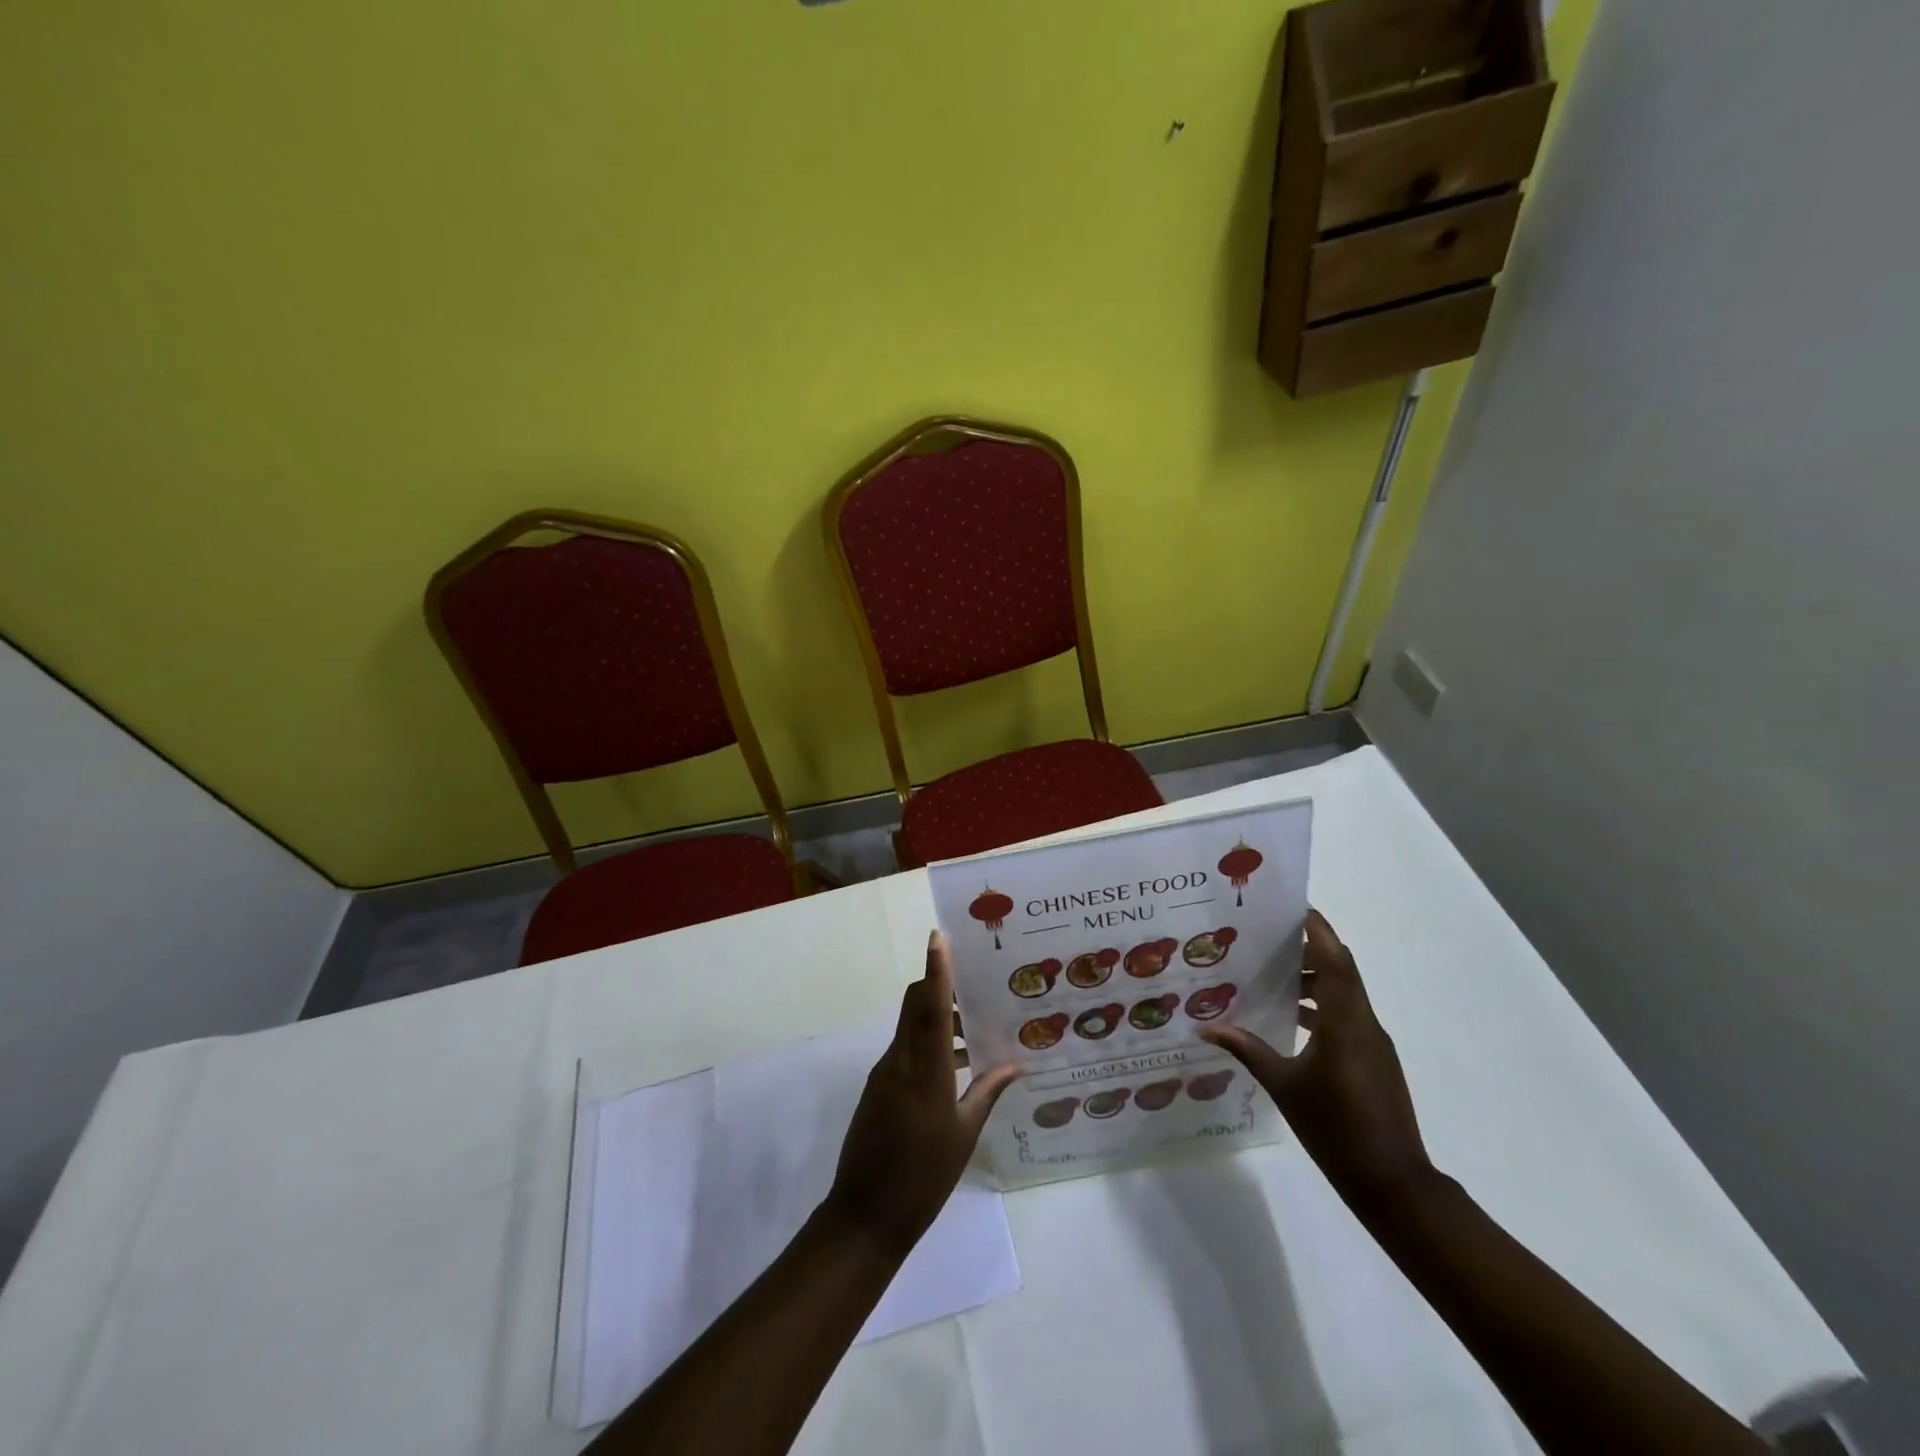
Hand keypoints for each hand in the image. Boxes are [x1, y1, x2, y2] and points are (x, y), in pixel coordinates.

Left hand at [822, 932, 1018, 1257]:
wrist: (865, 1217)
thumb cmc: (923, 1177)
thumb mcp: (963, 1135)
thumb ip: (987, 1093)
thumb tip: (1016, 1064)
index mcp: (924, 1072)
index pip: (928, 1007)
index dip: (935, 970)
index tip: (938, 936)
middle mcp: (899, 1062)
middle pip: (914, 1006)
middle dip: (937, 985)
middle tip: (975, 983)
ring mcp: (884, 1074)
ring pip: (910, 1027)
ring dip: (936, 1017)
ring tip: (974, 1027)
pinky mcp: (878, 1088)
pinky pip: (905, 1050)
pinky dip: (927, 1044)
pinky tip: (956, 1064)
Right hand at [1201, 909, 1433, 1210]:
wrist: (1393, 1184)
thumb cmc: (1336, 1129)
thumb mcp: (1283, 1086)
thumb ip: (1247, 1049)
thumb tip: (1206, 1027)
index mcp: (1346, 1021)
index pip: (1335, 958)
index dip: (1317, 929)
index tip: (1292, 906)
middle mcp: (1364, 1023)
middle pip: (1342, 969)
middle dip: (1310, 948)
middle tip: (1269, 936)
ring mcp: (1374, 1043)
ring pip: (1346, 993)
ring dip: (1316, 978)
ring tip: (1273, 975)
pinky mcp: (1375, 1061)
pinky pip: (1348, 1017)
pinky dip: (1323, 1006)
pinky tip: (1292, 1019)